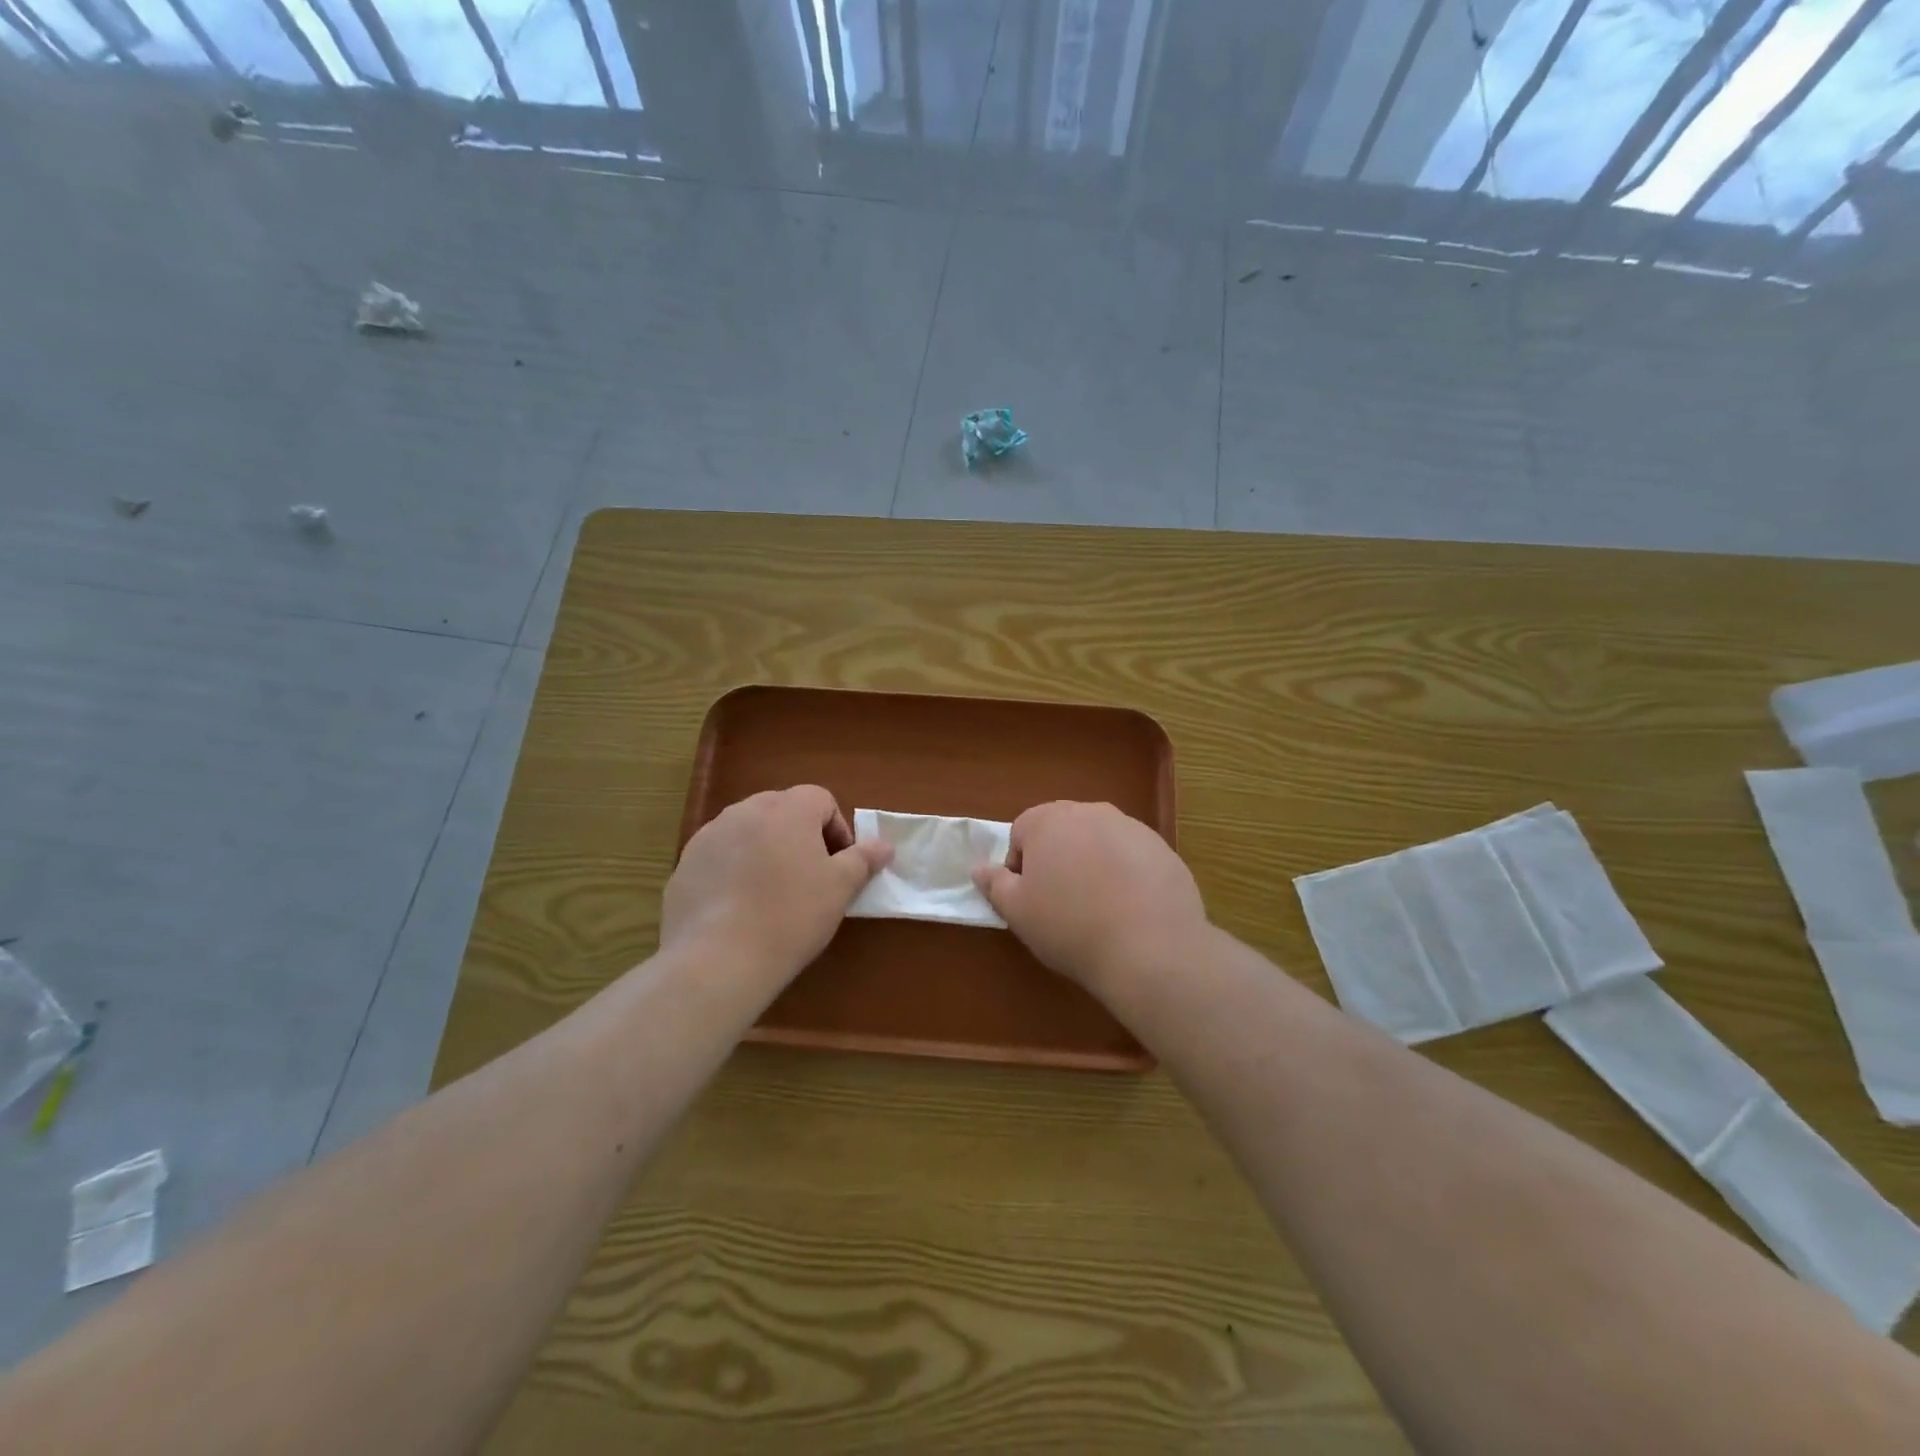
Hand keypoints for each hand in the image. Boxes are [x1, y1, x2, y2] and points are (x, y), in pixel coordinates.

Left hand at [662, 786, 891, 981]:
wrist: (718, 959)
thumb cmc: (791, 915)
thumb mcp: (840, 888)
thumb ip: (863, 859)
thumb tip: (884, 845)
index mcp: (787, 809)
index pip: (820, 799)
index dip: (836, 829)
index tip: (840, 865)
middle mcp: (745, 811)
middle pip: (782, 810)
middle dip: (800, 836)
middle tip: (809, 877)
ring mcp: (708, 836)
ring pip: (747, 831)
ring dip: (765, 850)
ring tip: (772, 894)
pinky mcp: (684, 866)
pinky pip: (719, 857)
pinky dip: (733, 872)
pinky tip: (739, 909)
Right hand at [972, 801, 1208, 994]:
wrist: (1150, 948)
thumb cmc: (1069, 926)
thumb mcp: (1018, 912)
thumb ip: (994, 884)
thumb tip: (979, 867)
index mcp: (1048, 820)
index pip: (1021, 832)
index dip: (1020, 867)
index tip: (1030, 899)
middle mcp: (1090, 812)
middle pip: (1062, 831)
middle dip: (1057, 859)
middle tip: (1062, 904)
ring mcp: (1132, 827)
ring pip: (1099, 842)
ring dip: (1092, 865)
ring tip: (1099, 909)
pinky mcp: (1163, 849)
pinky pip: (1132, 857)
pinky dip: (1126, 875)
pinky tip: (1131, 910)